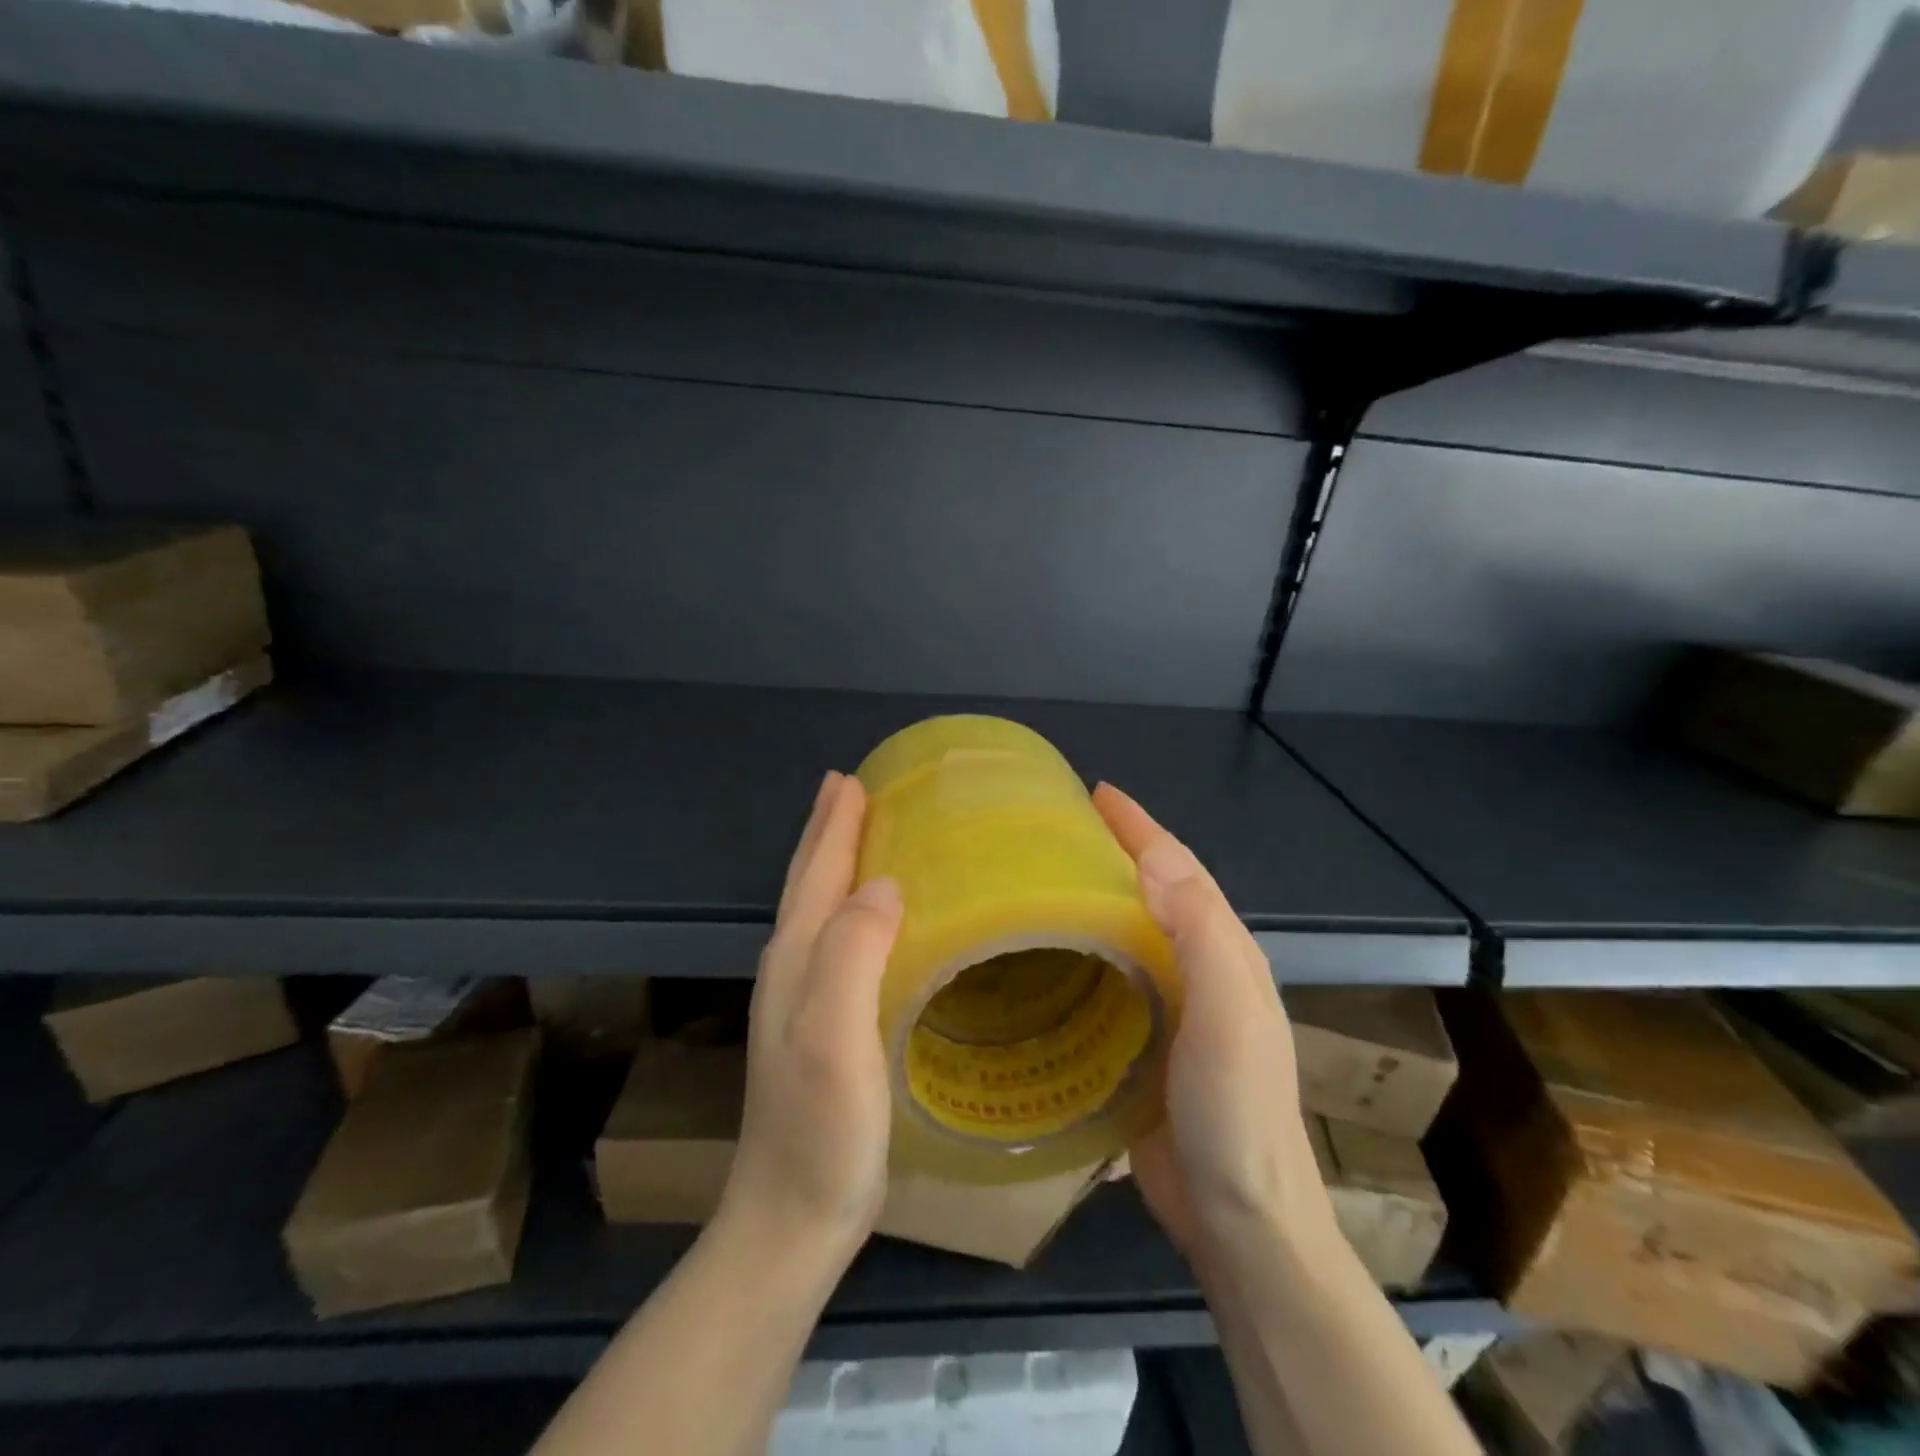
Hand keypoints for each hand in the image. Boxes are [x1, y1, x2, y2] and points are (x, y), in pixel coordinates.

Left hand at [719, 771, 903, 1265]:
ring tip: (860, 833)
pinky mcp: (820, 1026)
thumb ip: (852, 953)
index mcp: (796, 958)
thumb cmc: (821, 1130)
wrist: (790, 1220)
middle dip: (829, 831)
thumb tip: (884, 884)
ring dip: (836, 864)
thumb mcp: (834, 1036)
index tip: (853, 778)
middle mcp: (791, 968)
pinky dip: (850, 908)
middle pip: (808, 882)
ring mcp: (801, 1000)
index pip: (815, 872)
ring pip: (819, 908)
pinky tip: (871, 917)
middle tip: (852, 787)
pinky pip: (837, 940)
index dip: (835, 824)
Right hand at [1092, 784, 1333, 1260]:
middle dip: (1113, 852)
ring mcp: (1173, 1010)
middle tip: (1056, 830)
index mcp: (1224, 952)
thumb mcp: (1228, 1013)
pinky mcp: (1144, 1044)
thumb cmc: (1235, 1111)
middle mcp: (1201, 971)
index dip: (1140, 827)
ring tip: (1044, 880)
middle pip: (1153, 893)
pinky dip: (1085, 952)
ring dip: (1096, 898)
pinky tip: (1050, 957)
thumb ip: (1200, 934)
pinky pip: (1111, 978)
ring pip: (1130, 933)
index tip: (1095, 793)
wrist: (1240, 1221)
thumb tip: (1153, 858)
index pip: (1179, 869)